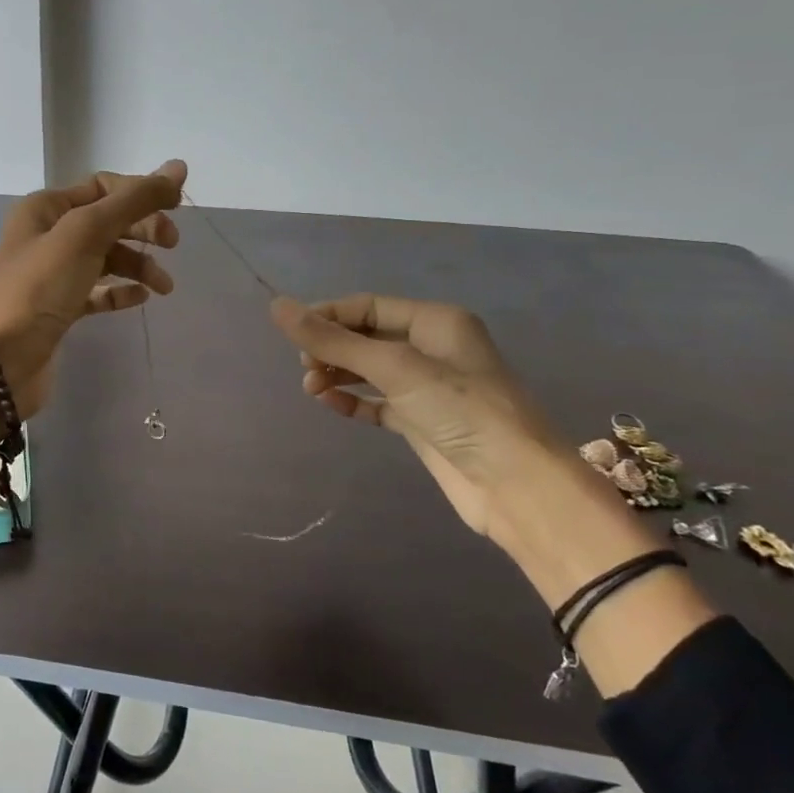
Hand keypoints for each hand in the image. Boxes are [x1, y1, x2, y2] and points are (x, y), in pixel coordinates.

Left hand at [0, 161, 185, 418]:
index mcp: (45, 208)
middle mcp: (47, 235)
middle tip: (171, 246)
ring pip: (106, 258)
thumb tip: (178, 167)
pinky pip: (97, 291)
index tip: (176, 210)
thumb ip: (133, 200)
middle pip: (107, 221)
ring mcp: (52, 274)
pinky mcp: (59, 308)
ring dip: (138, 265)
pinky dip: (120, 291)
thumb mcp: (86, 234)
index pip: (103, 187)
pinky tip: (140, 298)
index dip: (140, 193)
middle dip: (142, 229)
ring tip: (163, 287)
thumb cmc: (40, 288)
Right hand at [270, 293, 598, 540]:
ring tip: (311, 389)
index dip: (328, 316)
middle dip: (331, 348)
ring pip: (369, 370)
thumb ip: (333, 340)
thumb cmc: (460, 410)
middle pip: (367, 337)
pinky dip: (353, 400)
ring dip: (337, 374)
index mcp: (435, 322)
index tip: (293, 335)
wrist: (516, 485)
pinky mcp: (423, 422)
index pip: (369, 307)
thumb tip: (277, 306)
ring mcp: (428, 388)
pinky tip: (329, 404)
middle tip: (305, 368)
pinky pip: (378, 402)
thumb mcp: (393, 367)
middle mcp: (432, 349)